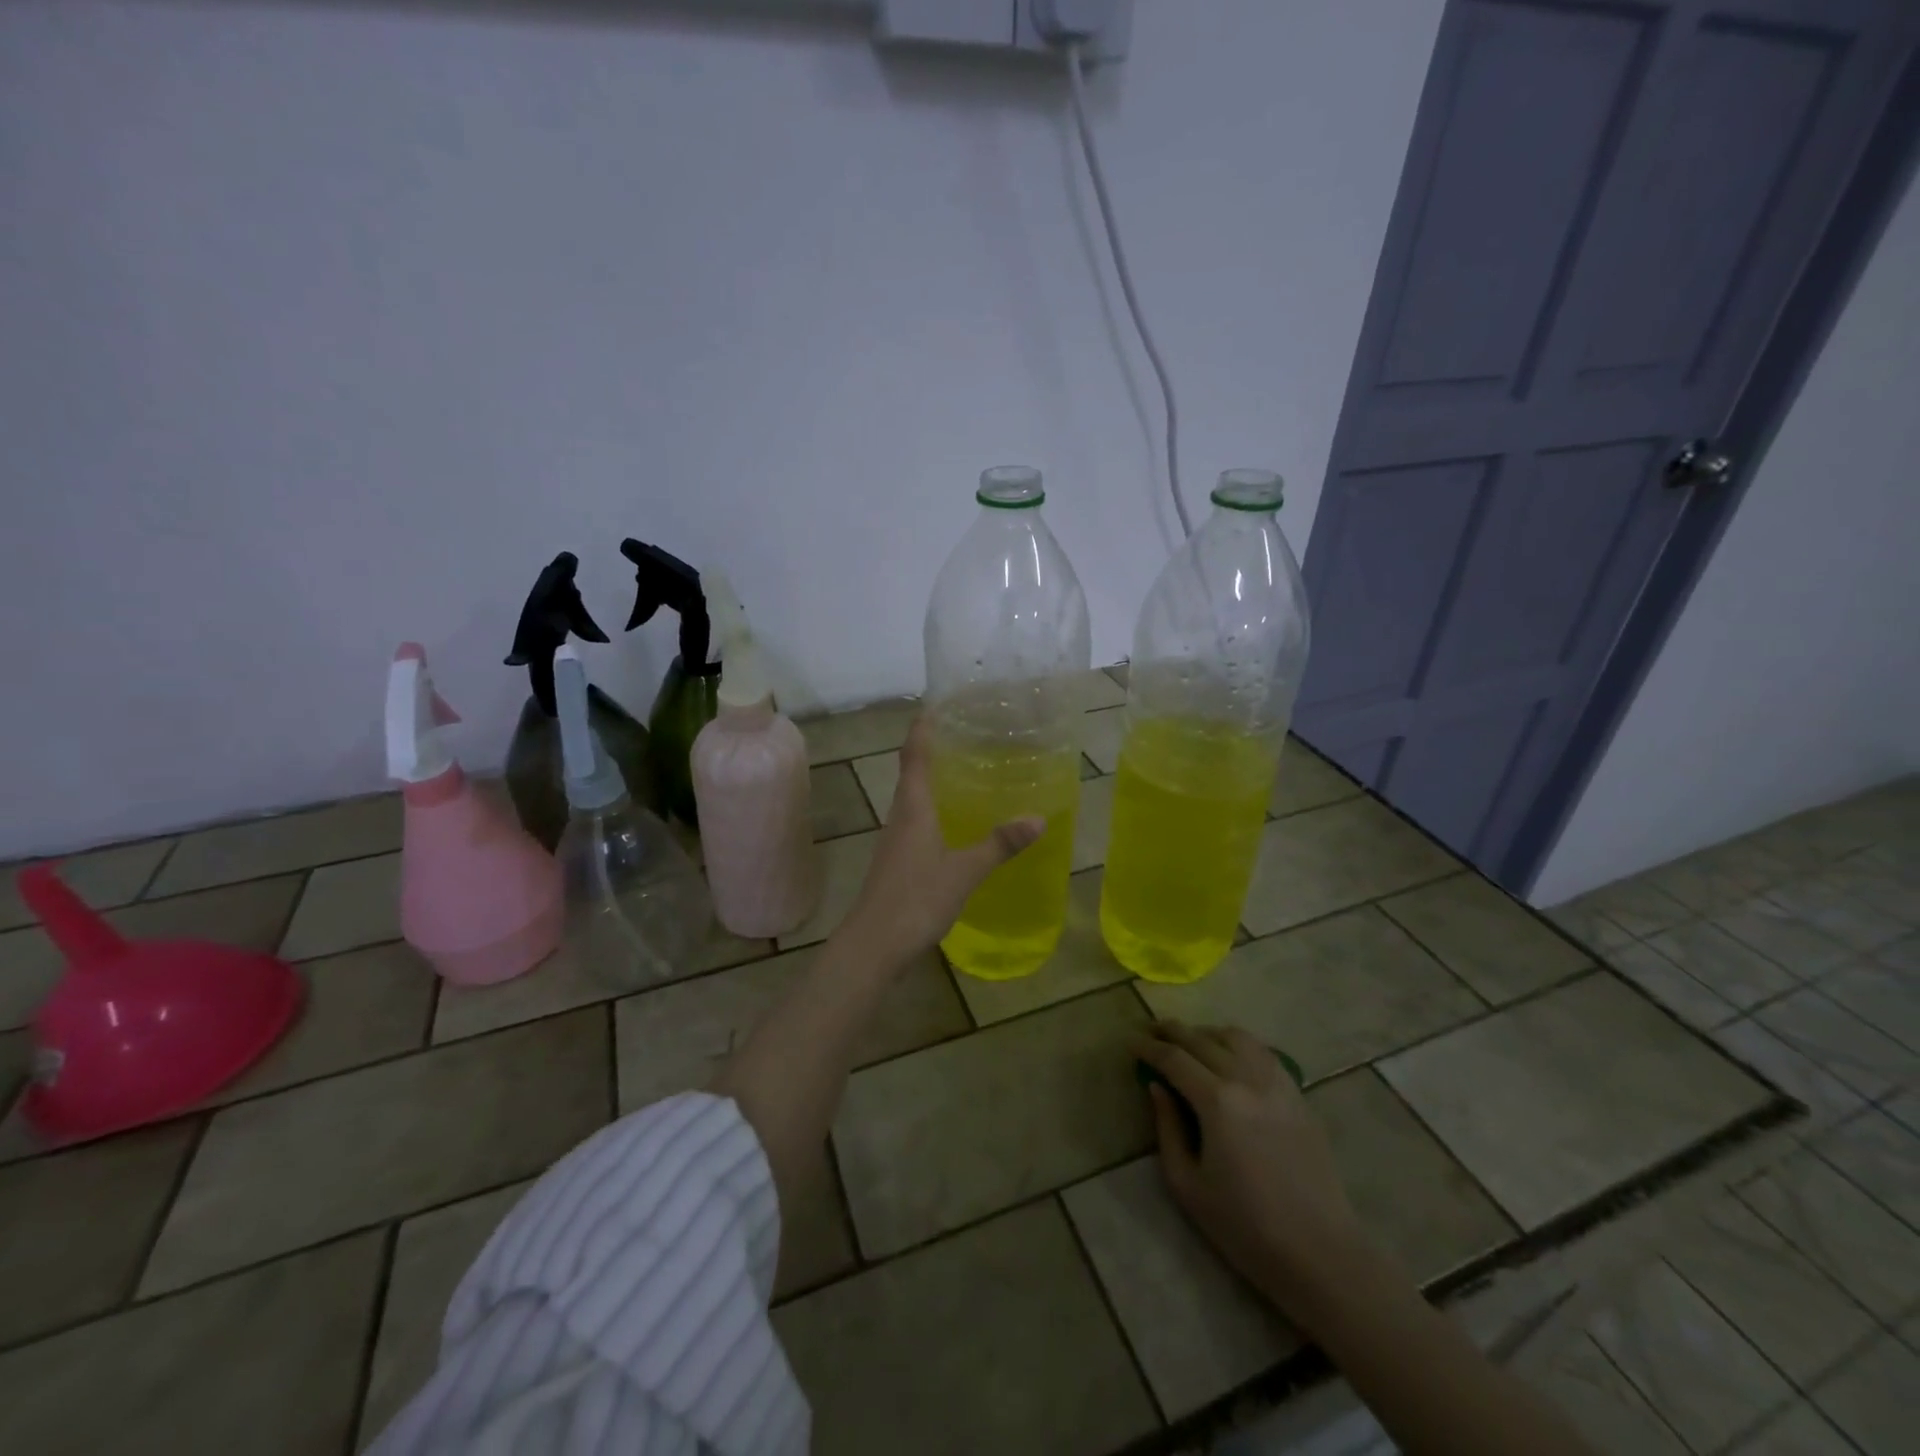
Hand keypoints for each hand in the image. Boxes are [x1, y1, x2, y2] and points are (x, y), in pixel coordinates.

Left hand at [836, 716, 1041, 968]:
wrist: (873, 945)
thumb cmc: (916, 898)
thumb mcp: (964, 871)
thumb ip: (1000, 845)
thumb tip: (1038, 818)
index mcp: (913, 808)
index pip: (914, 755)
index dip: (923, 729)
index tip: (935, 705)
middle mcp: (901, 817)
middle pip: (913, 774)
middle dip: (933, 751)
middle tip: (966, 736)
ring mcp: (896, 841)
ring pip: (915, 801)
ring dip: (934, 783)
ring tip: (966, 773)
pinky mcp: (898, 863)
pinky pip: (918, 824)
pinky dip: (936, 812)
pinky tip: (956, 825)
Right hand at [1137, 1021, 1373, 1320]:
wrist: (1320, 1253)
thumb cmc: (1244, 1226)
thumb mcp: (1187, 1184)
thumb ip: (1167, 1128)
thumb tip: (1156, 1087)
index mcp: (1217, 1101)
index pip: (1173, 1058)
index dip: (1147, 1047)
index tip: (1129, 1041)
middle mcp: (1247, 1079)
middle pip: (1202, 1039)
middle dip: (1171, 1031)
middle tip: (1151, 1031)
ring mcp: (1278, 1084)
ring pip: (1236, 1037)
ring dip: (1206, 1033)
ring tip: (1190, 1041)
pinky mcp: (1298, 1095)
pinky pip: (1263, 1053)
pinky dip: (1238, 1044)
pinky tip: (1229, 1056)